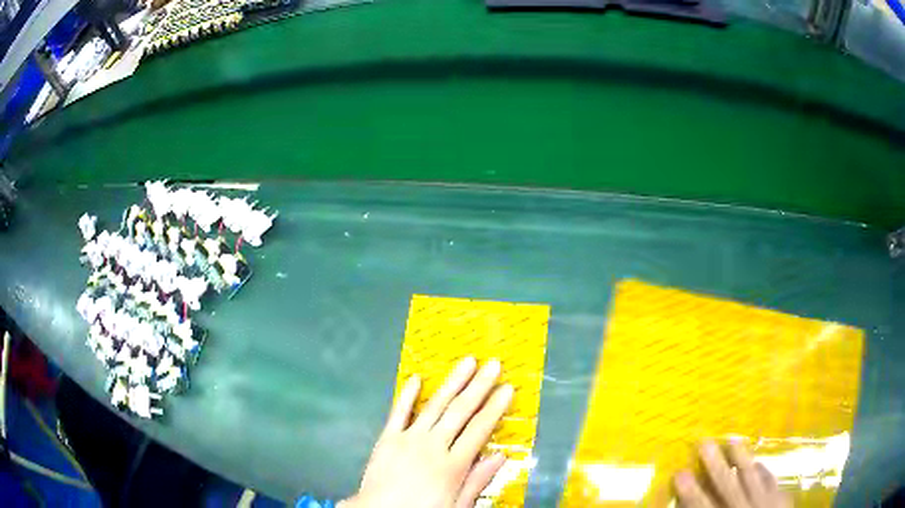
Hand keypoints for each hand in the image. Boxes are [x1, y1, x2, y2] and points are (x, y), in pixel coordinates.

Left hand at [342, 357, 513, 507]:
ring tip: (467, 362)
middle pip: (460, 412)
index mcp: (452, 465)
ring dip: (452, 383)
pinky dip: (407, 395)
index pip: (479, 430)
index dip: (495, 408)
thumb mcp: (456, 505)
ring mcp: (408, 439)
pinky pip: (398, 412)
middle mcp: (433, 446)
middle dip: (479, 386)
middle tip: (493, 364)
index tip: (507, 388)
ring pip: (435, 406)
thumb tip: (501, 455)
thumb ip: (477, 481)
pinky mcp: (387, 438)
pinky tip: (417, 378)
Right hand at [674, 440, 791, 507]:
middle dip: (715, 465)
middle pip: (728, 485)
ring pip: (753, 476)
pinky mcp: (781, 498)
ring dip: (742, 458)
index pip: (703, 507)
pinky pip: (772, 479)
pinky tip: (758, 462)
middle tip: (704, 442)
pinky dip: (764, 470)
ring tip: (733, 439)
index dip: (691, 491)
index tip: (679, 473)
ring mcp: (766, 502)